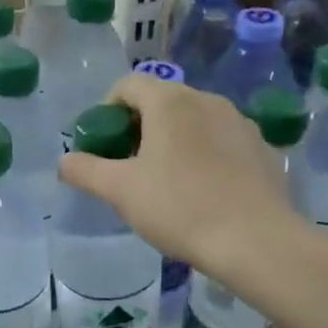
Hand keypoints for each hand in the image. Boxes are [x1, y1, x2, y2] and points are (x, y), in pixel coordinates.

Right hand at [58, 72, 302, 269]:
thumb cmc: (180, 207)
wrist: (256, 242)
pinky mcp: (262, 148)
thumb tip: (65, 161)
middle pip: (161, 101)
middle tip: (129, 165)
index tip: (104, 144)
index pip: (128, 85)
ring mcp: (240, 122)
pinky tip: (203, 191)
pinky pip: (222, 140)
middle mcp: (206, 100)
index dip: (107, 110)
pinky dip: (205, 154)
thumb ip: (85, 170)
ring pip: (194, 120)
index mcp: (169, 101)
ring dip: (173, 139)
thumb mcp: (120, 191)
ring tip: (166, 180)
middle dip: (140, 126)